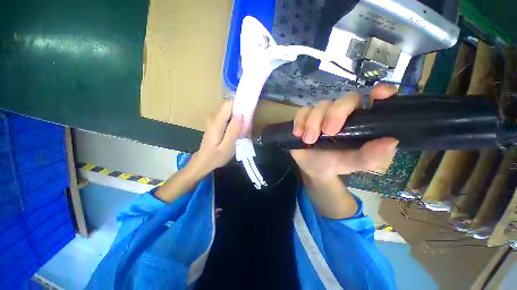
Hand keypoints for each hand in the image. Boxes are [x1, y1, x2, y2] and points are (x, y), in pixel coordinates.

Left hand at [188, 100, 242, 177]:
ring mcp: (213, 120)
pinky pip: (227, 118)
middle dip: (240, 115)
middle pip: (230, 108)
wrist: (203, 162)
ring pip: (230, 113)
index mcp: (216, 122)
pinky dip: (234, 124)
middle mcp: (213, 117)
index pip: (229, 104)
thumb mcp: (227, 146)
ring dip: (238, 121)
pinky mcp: (215, 123)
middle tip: (245, 128)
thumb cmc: (216, 157)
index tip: (248, 114)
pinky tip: (236, 134)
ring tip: (241, 133)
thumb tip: (240, 115)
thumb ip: (234, 130)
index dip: (239, 106)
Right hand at [291, 84, 398, 179]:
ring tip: (309, 140)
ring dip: (313, 122)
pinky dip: (300, 121)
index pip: (377, 101)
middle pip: (346, 99)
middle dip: (335, 114)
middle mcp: (345, 113)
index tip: (379, 94)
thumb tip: (390, 142)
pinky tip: (298, 134)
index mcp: (363, 122)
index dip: (381, 93)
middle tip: (328, 132)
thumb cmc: (337, 163)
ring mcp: (324, 113)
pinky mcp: (306, 116)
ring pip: (321, 105)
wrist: (313, 167)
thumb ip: (371, 157)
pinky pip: (303, 111)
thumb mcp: (354, 164)